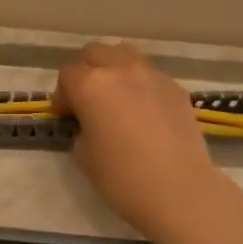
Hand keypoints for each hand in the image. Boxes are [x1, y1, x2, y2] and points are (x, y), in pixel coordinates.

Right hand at [53, 42, 224, 239]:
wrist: (180, 190)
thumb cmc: (123, 178)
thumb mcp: (84, 156)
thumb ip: (83, 128)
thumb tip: (92, 123)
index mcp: (91, 85)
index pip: (68, 74)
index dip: (63, 95)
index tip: (66, 116)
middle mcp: (121, 70)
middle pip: (95, 53)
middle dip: (86, 71)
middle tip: (87, 100)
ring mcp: (152, 76)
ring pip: (125, 55)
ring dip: (114, 69)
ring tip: (116, 97)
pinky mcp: (176, 88)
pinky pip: (150, 75)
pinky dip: (140, 85)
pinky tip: (144, 113)